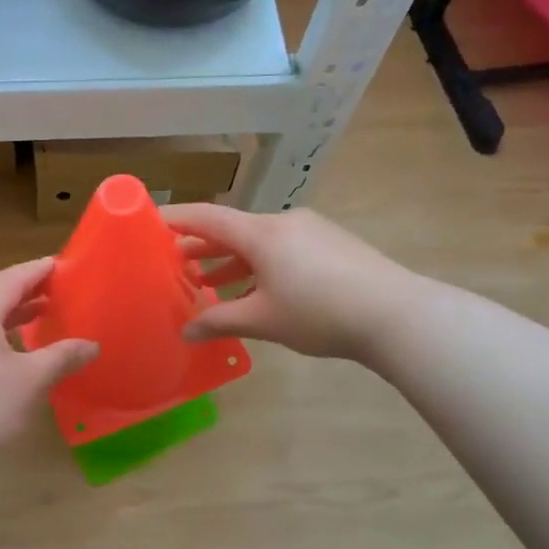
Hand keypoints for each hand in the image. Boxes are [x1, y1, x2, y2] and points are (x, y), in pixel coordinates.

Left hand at [0, 257, 99, 455]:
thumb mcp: (30, 381)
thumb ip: (62, 357)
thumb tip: (92, 346)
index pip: (12, 278)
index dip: (38, 271)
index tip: (59, 265)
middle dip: (22, 293)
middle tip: (52, 294)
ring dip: (3, 315)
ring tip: (33, 319)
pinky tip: (0, 348)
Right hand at [164, 204, 411, 361]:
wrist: (396, 314)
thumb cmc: (319, 313)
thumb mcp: (263, 320)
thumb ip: (220, 321)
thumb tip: (186, 330)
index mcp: (261, 233)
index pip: (208, 217)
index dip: (177, 219)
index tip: (152, 222)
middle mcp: (283, 223)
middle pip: (233, 228)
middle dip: (203, 246)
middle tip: (176, 263)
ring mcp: (311, 231)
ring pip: (259, 241)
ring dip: (232, 260)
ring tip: (210, 282)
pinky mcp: (332, 244)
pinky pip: (283, 248)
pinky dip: (260, 265)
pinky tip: (256, 291)